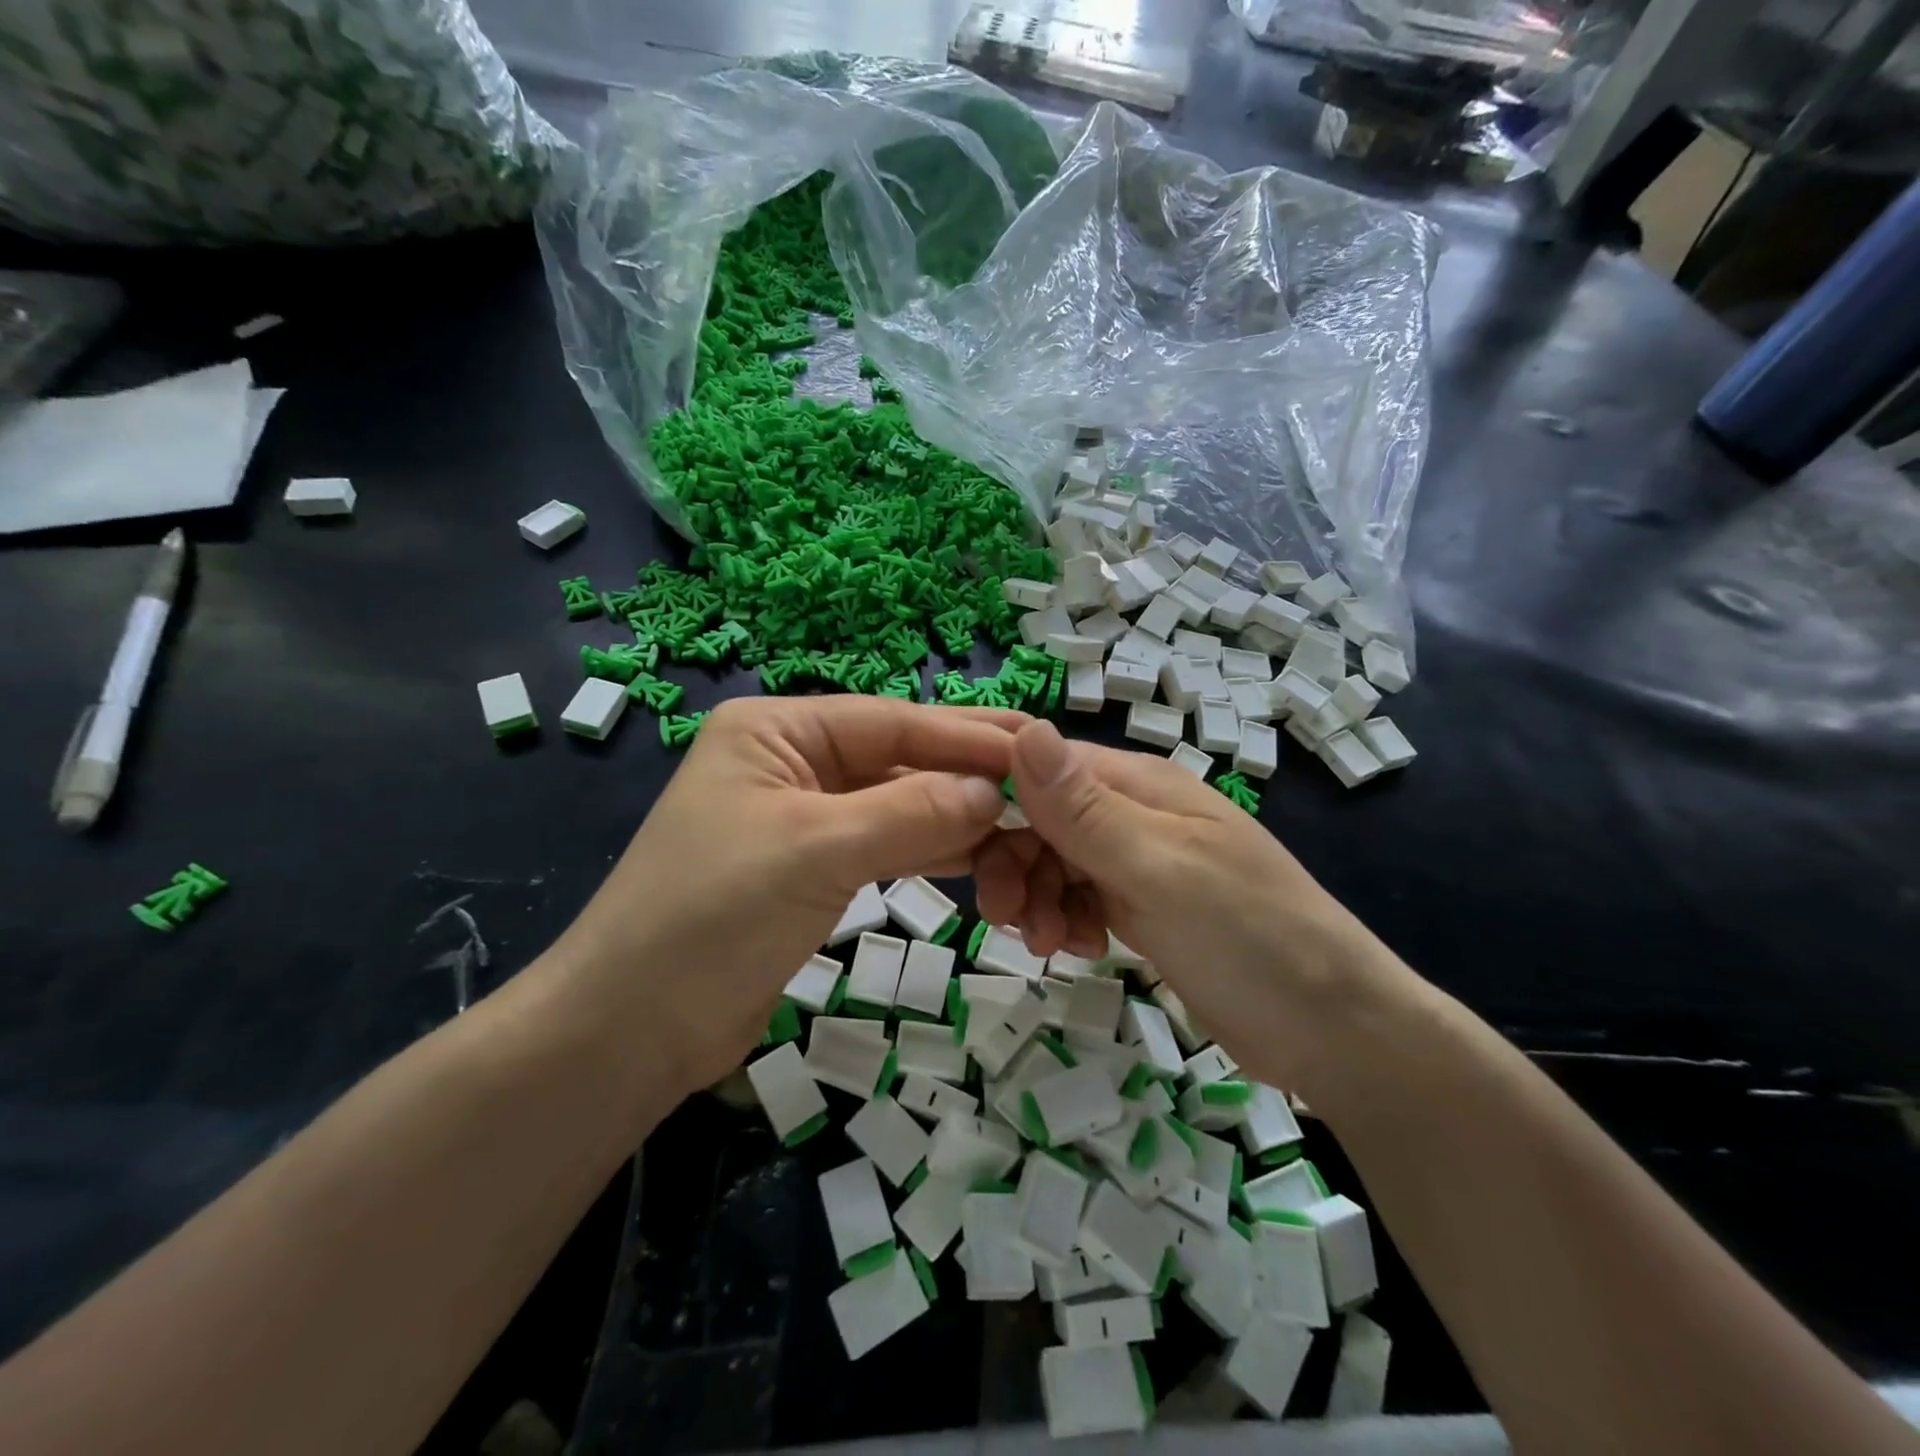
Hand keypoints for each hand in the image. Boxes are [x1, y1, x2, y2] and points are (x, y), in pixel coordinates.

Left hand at [545, 696, 1021, 1093]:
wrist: (631, 1030)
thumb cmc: (712, 918)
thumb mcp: (816, 850)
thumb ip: (911, 813)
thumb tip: (993, 793)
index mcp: (777, 730)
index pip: (891, 721)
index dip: (965, 737)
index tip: (1035, 748)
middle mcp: (791, 761)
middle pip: (897, 759)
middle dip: (966, 773)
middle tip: (1045, 778)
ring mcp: (803, 816)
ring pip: (897, 804)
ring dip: (955, 816)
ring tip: (1024, 822)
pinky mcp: (813, 869)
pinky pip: (886, 845)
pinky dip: (931, 850)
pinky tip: (981, 856)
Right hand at [975, 720, 1405, 1090]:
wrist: (1333, 1031)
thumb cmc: (1249, 938)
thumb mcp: (1159, 870)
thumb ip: (1084, 808)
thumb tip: (1023, 728)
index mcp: (1141, 786)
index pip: (1044, 769)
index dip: (999, 800)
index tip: (965, 848)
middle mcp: (1136, 815)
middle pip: (1044, 820)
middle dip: (1016, 864)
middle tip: (1004, 916)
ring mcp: (1141, 863)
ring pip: (1057, 863)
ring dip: (1038, 899)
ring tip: (1050, 944)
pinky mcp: (1145, 909)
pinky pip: (1082, 899)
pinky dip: (1068, 921)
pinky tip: (1081, 950)